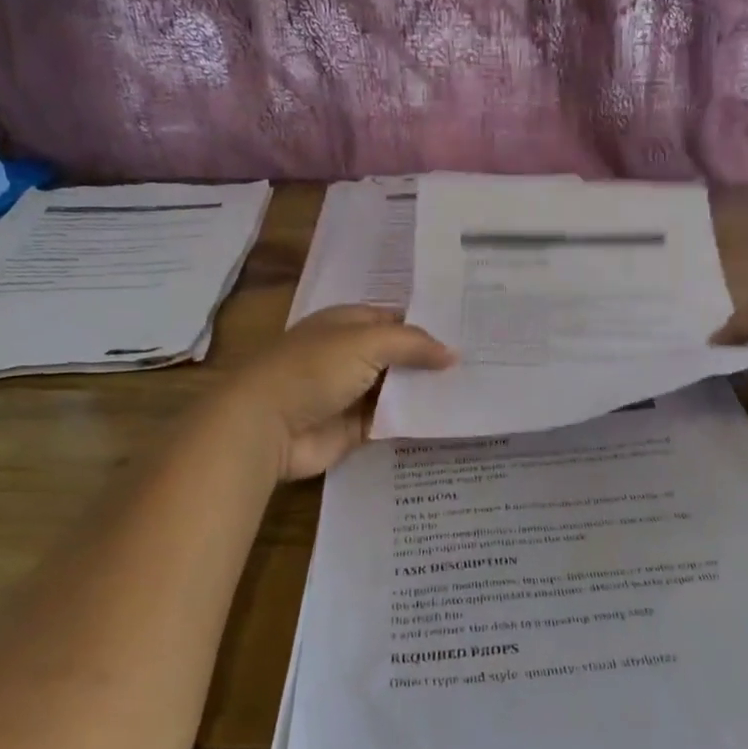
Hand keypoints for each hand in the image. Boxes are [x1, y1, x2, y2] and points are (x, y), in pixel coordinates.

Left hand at [210, 305, 455, 479]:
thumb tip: (453, 354)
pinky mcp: (353, 429)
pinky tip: (448, 421)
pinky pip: (391, 422)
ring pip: (397, 391)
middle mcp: (349, 355)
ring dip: (426, 393)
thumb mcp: (366, 342)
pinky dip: (413, 422)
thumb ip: (412, 344)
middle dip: (432, 362)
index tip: (467, 334)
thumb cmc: (313, 369)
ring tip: (474, 393)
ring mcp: (351, 393)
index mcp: (346, 324)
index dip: (427, 326)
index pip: (395, 320)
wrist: (266, 426)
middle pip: (399, 357)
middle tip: (481, 366)